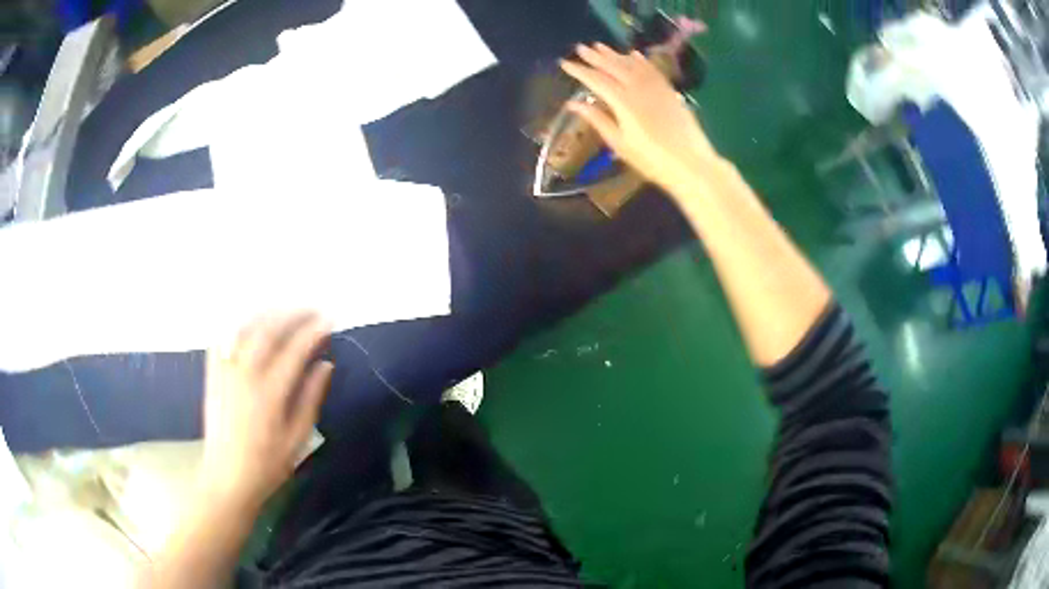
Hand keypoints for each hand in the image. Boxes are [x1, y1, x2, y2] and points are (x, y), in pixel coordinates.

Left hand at [200, 311, 333, 508]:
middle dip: (292, 314)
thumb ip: (311, 399)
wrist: (227, 478)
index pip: (294, 350)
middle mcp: (245, 375)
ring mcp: (225, 372)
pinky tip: (249, 322)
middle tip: (311, 310)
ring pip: (245, 329)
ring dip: (267, 314)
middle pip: (268, 330)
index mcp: (269, 394)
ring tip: (285, 311)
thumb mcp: (297, 439)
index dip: (314, 331)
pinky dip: (237, 325)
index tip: (329, 320)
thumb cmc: (267, 466)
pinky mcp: (213, 375)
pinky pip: (222, 339)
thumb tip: (325, 365)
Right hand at [560, 43, 724, 196]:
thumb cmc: (651, 160)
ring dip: (615, 54)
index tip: (565, 63)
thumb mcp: (619, 143)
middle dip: (595, 57)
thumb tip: (573, 104)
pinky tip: (634, 55)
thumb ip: (597, 120)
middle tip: (580, 48)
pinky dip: (641, 61)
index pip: (596, 80)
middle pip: (613, 67)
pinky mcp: (670, 92)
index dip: (579, 71)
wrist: (691, 164)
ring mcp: (656, 88)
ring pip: (632, 64)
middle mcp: (638, 88)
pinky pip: (652, 70)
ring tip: (600, 46)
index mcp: (622, 102)